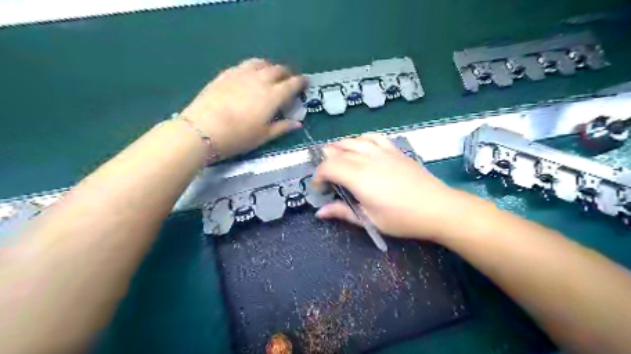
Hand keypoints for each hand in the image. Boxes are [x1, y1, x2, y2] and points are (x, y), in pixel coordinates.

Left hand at [180, 58, 305, 157]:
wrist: (202, 130)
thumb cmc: (238, 137)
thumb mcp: (263, 136)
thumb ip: (282, 127)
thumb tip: (298, 124)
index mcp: (272, 96)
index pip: (292, 84)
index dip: (301, 82)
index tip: (305, 83)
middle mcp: (260, 80)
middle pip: (278, 70)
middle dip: (287, 74)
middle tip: (288, 81)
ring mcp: (242, 74)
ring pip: (261, 63)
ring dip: (270, 67)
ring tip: (270, 75)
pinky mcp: (226, 74)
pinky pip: (245, 64)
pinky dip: (254, 67)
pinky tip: (250, 75)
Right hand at [313, 132, 481, 240]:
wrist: (437, 208)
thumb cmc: (402, 219)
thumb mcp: (370, 220)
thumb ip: (343, 212)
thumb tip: (320, 212)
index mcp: (358, 177)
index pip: (328, 166)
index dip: (318, 176)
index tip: (320, 188)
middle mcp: (367, 159)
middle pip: (337, 151)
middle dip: (326, 162)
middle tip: (328, 178)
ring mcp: (382, 151)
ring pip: (352, 141)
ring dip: (340, 148)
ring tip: (338, 160)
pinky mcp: (394, 150)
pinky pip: (373, 137)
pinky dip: (361, 140)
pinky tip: (360, 147)